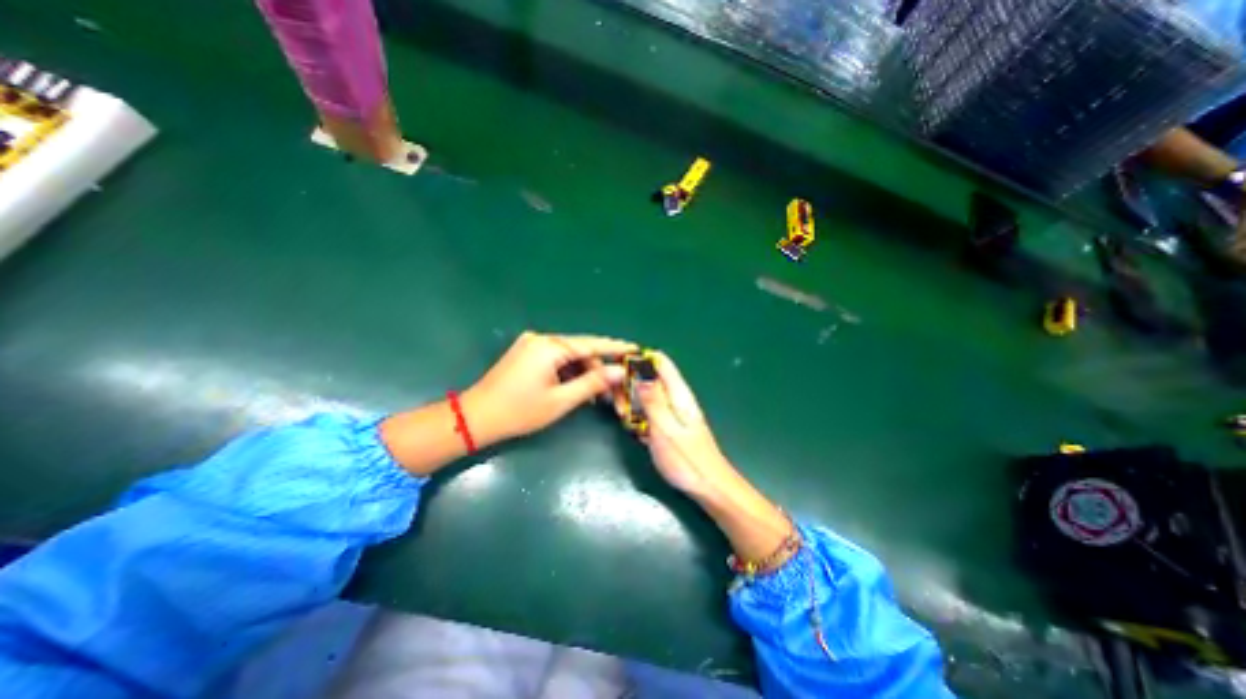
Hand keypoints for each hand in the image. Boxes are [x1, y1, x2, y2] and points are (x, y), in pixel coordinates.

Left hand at [466, 330, 633, 442]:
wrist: (476, 417)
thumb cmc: (520, 411)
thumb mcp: (561, 400)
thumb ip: (593, 383)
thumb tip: (619, 371)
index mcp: (549, 347)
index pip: (591, 343)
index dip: (615, 347)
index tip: (635, 348)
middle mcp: (541, 339)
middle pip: (580, 350)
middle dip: (597, 368)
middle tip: (612, 390)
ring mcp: (531, 344)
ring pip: (568, 355)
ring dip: (583, 372)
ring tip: (593, 395)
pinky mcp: (526, 353)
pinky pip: (556, 359)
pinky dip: (568, 372)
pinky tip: (575, 388)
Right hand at [621, 356, 791, 561]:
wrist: (709, 487)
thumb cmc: (687, 460)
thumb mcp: (665, 429)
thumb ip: (653, 400)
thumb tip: (641, 371)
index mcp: (678, 393)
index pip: (660, 362)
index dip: (638, 358)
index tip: (616, 366)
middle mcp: (675, 398)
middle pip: (650, 377)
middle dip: (630, 384)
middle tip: (618, 404)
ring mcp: (672, 412)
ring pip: (647, 395)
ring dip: (632, 401)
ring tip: (622, 416)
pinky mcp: (669, 425)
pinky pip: (649, 411)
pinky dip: (638, 415)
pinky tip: (634, 429)